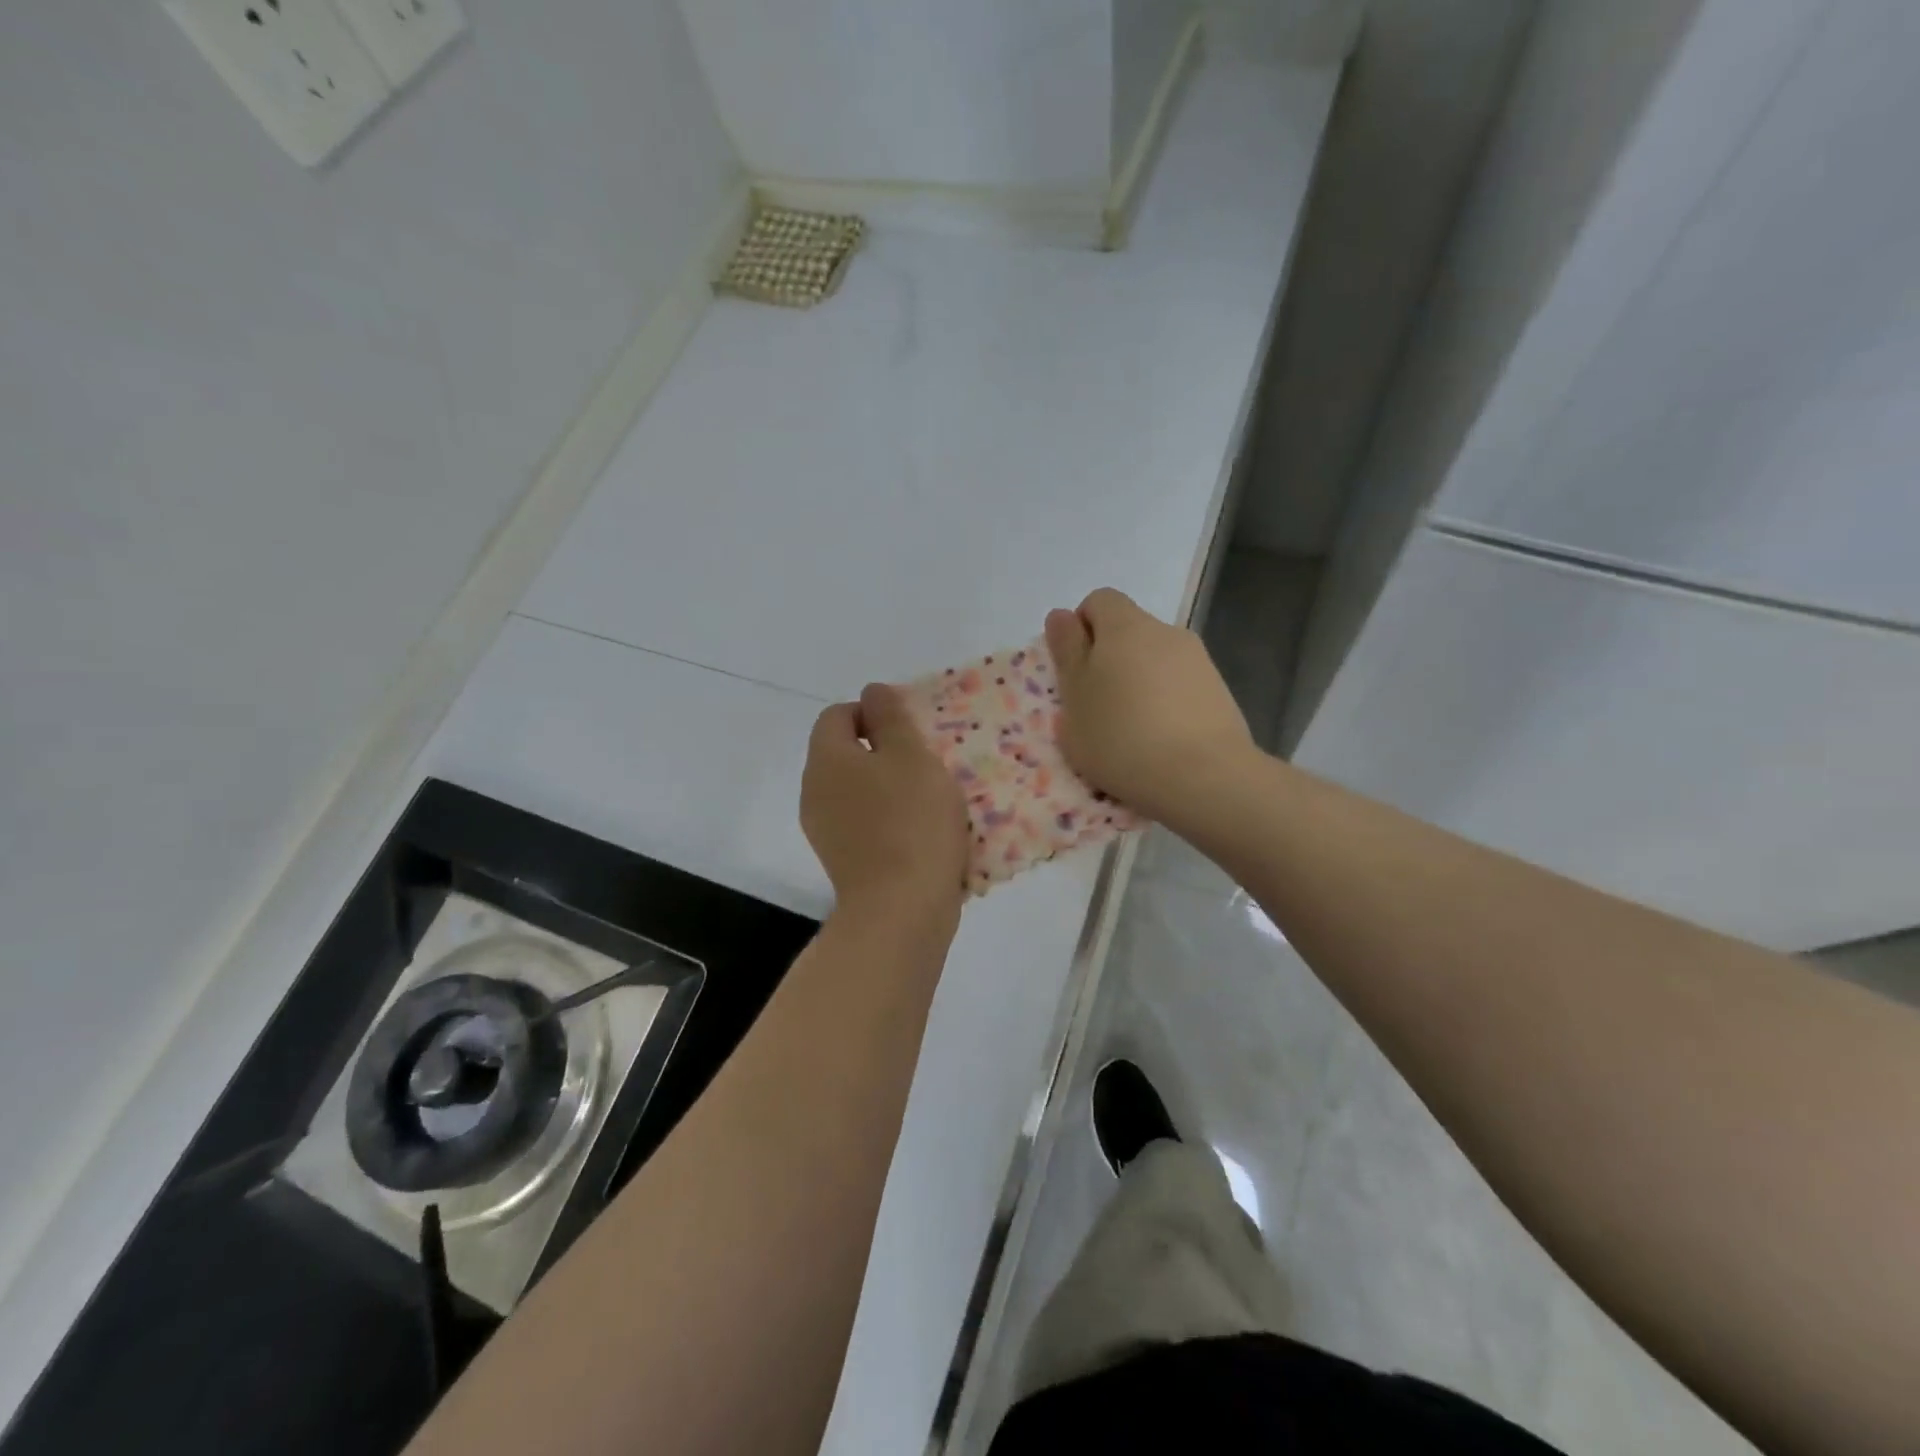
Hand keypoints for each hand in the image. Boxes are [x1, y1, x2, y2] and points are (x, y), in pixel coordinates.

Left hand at [801, 683, 968, 922]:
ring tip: (929, 798)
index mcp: (826, 759)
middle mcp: (814, 790)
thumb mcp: (911, 755)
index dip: (873, 712)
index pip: (838, 714)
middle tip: (925, 761)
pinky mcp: (841, 860)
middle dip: (884, 750)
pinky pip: (862, 822)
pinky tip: (919, 832)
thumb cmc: (911, 822)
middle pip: (845, 753)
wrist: (901, 909)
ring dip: (888, 785)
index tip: (910, 730)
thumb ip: (890, 717)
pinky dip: (886, 818)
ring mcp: (824, 829)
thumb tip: (872, 691)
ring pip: (855, 790)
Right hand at [1044, 588, 1256, 825]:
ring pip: (1155, 660)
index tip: (1074, 670)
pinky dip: (1165, 702)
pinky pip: (1180, 685)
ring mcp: (1198, 661)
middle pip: (1129, 631)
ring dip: (1138, 682)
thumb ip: (1066, 652)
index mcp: (1125, 627)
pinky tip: (1162, 740)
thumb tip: (1062, 615)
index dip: (1081, 628)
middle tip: (1096, 705)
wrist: (1204, 778)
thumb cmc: (1121, 737)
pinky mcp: (1219, 692)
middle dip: (1109, 659)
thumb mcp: (1074, 697)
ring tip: (1131, 730)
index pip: (1099, 601)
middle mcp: (1165, 632)